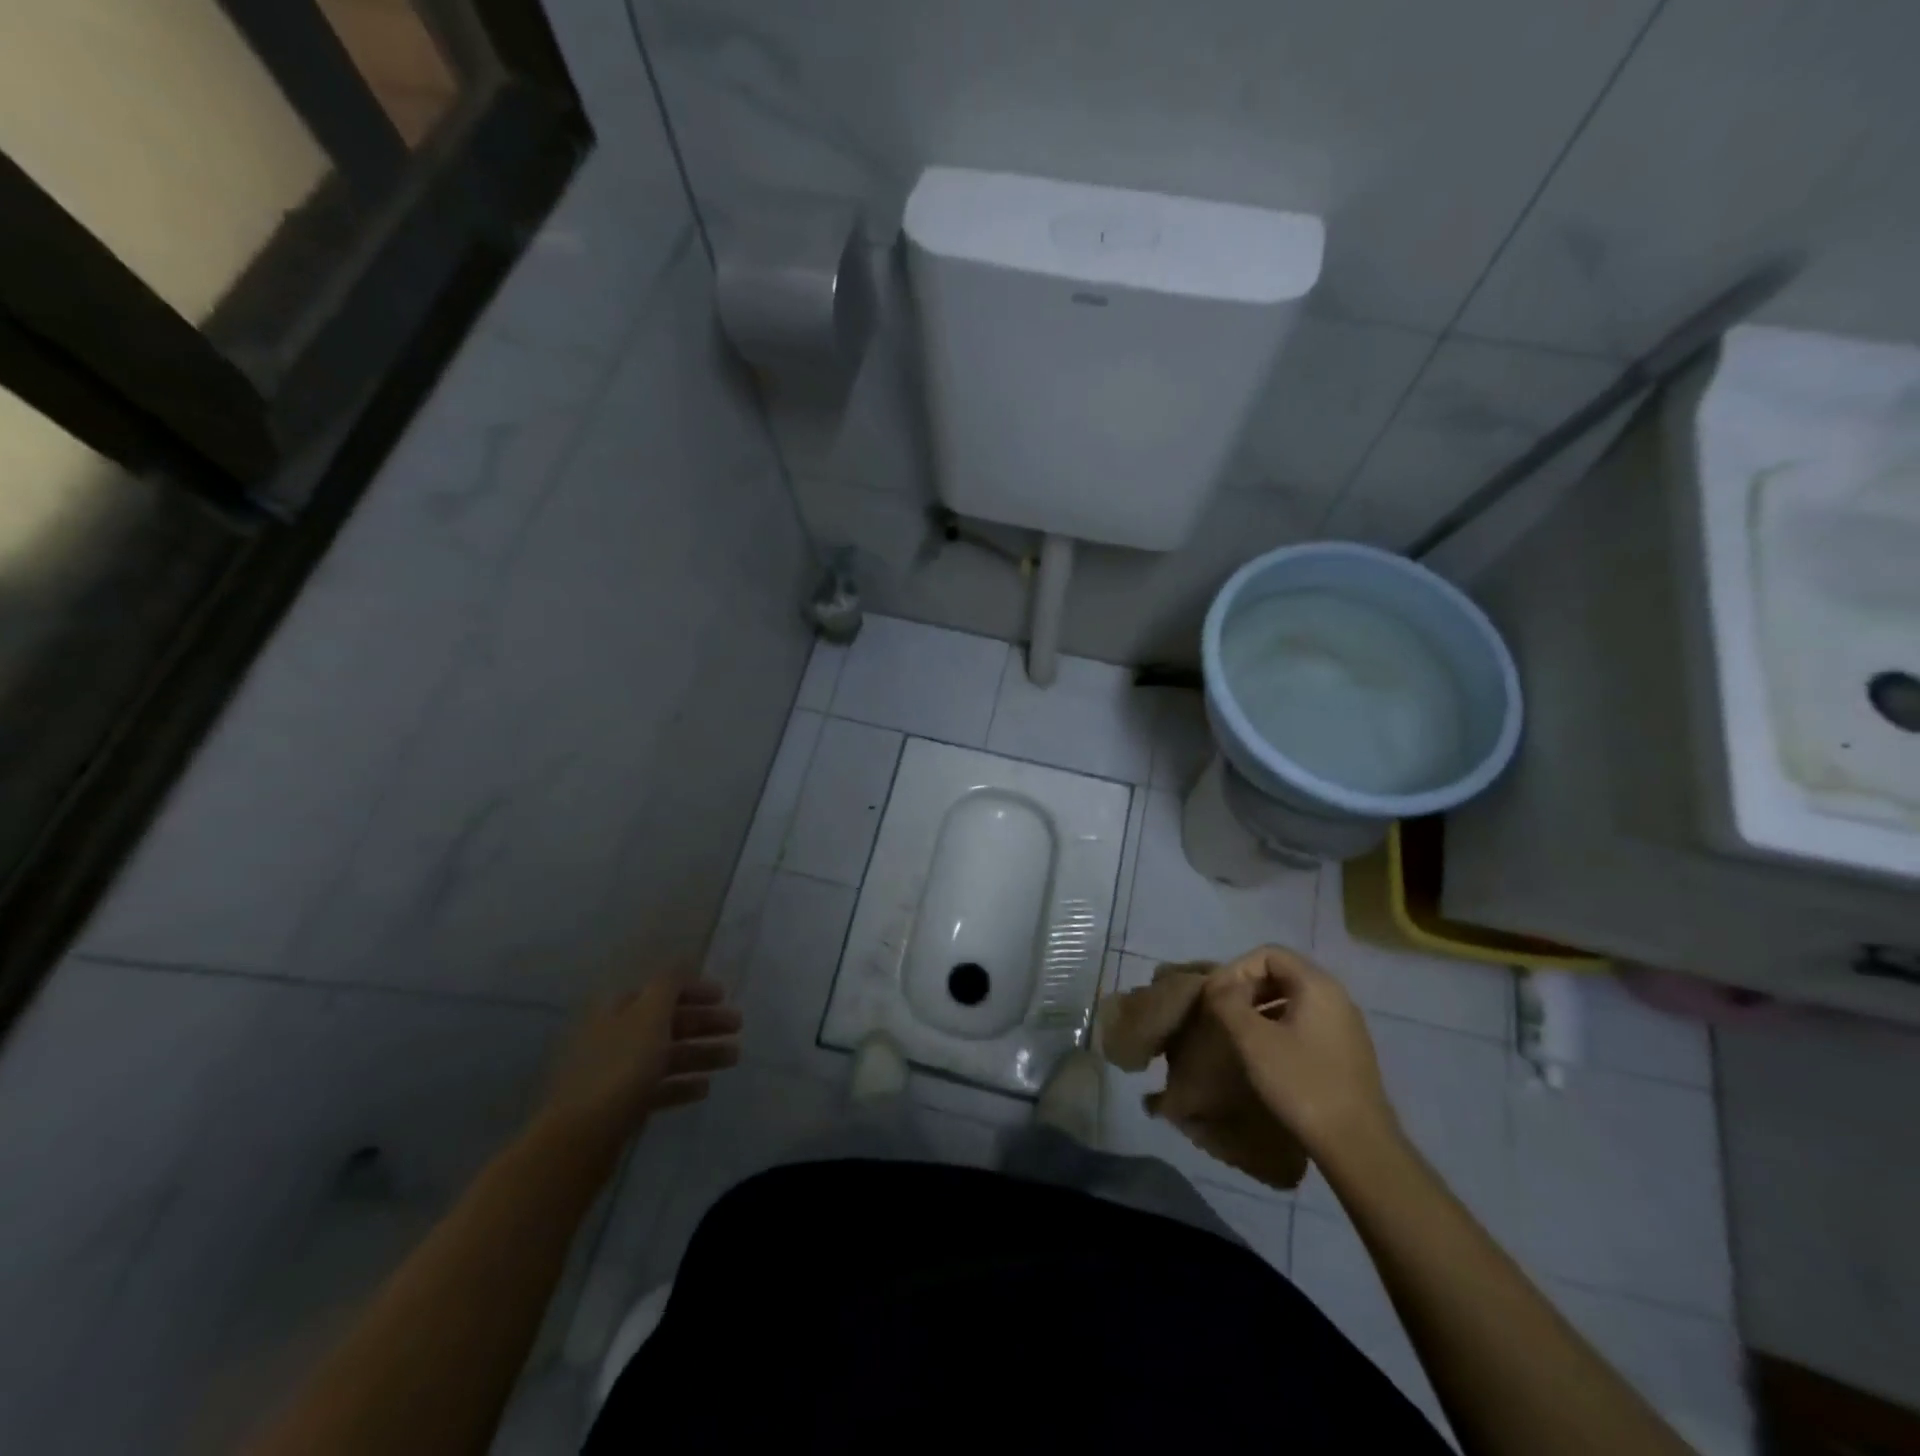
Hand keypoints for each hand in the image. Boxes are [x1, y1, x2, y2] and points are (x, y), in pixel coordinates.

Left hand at [538, 977, 741, 1143]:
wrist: (581, 1137)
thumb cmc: (621, 1067)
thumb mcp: (649, 1015)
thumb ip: (669, 985)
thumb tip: (681, 961)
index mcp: (619, 1010)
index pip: (660, 990)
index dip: (693, 990)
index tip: (724, 996)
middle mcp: (616, 1036)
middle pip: (666, 1022)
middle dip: (704, 1022)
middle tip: (738, 1026)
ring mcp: (617, 1073)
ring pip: (666, 1055)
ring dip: (701, 1053)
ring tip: (733, 1058)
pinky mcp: (620, 1106)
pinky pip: (658, 1088)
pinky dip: (682, 1085)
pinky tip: (704, 1089)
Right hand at [1202, 946, 1399, 1161]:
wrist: (1357, 1146)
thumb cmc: (1302, 1083)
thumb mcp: (1253, 1039)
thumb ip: (1227, 1002)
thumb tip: (1216, 988)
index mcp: (1317, 985)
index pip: (1268, 954)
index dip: (1236, 969)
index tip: (1217, 997)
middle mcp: (1336, 997)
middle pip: (1282, 973)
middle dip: (1247, 987)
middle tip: (1223, 1012)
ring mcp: (1345, 1026)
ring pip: (1293, 999)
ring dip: (1260, 1007)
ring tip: (1238, 1032)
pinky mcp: (1346, 1052)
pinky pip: (1305, 1022)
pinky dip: (1279, 1026)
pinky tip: (1265, 1054)